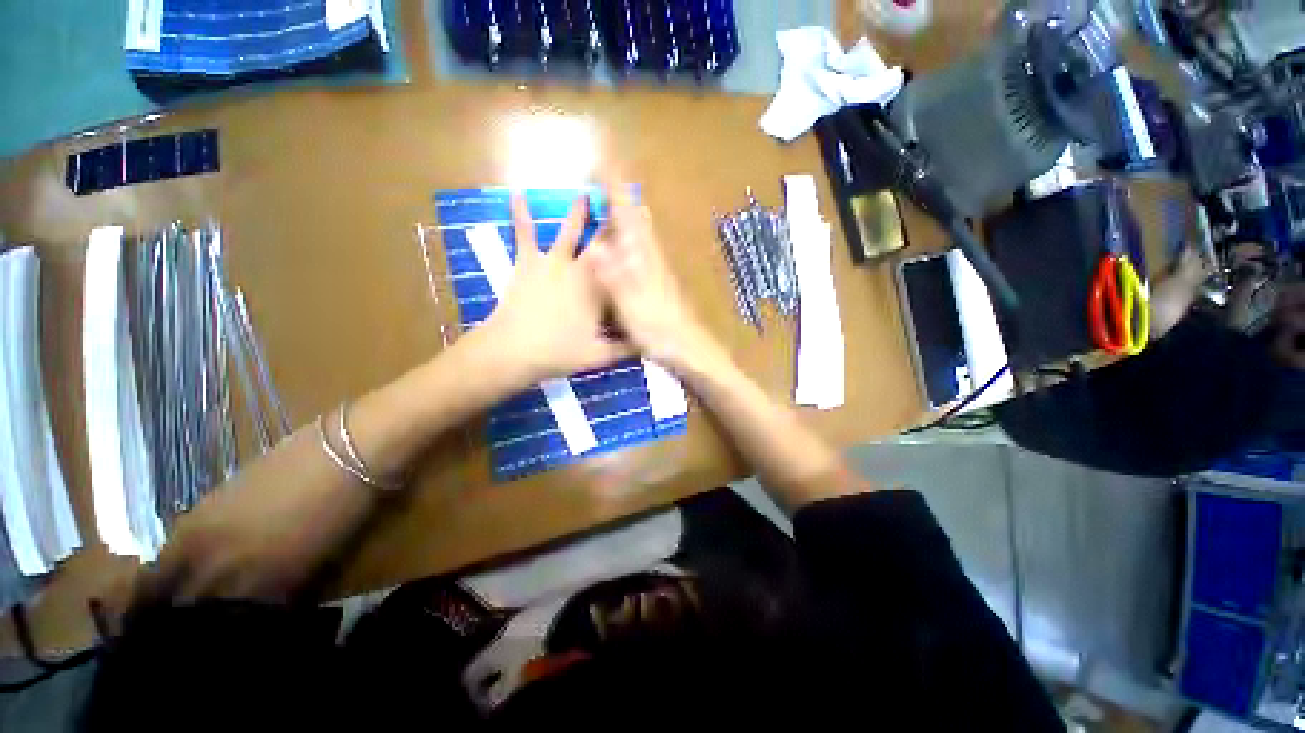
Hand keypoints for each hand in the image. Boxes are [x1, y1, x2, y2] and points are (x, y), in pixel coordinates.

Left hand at [478, 193, 628, 384]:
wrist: (514, 350)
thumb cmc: (558, 353)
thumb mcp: (598, 356)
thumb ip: (623, 349)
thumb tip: (646, 345)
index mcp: (599, 292)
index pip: (623, 266)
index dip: (636, 250)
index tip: (647, 234)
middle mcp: (581, 271)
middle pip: (603, 244)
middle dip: (616, 224)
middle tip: (626, 204)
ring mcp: (553, 263)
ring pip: (570, 232)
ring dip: (579, 213)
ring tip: (586, 193)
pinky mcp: (528, 262)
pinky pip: (525, 235)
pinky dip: (521, 215)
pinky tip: (516, 195)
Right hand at [586, 173, 719, 370]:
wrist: (688, 348)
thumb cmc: (659, 330)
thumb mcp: (632, 307)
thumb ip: (614, 277)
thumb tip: (594, 245)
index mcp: (641, 259)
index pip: (627, 215)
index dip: (614, 188)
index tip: (600, 160)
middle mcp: (650, 256)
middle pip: (637, 216)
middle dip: (620, 192)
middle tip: (600, 175)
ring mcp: (656, 267)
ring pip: (641, 231)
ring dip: (626, 211)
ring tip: (610, 199)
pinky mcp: (658, 280)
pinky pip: (641, 247)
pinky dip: (631, 235)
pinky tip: (624, 242)